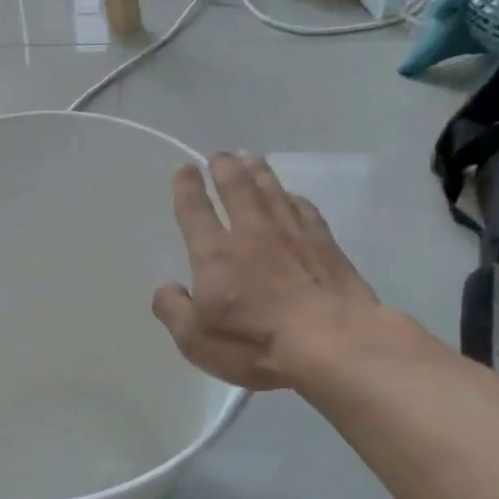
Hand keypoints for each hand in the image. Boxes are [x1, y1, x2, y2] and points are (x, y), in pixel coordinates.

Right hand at [151, 154, 382, 391]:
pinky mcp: (325, 245)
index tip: (184, 169)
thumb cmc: (255, 343)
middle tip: (219, 155)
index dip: (187, 187)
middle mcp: (251, 233)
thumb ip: (173, 310)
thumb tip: (166, 288)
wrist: (333, 343)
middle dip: (225, 167)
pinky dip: (294, 198)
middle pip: (236, 187)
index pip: (195, 210)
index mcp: (215, 254)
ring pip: (272, 190)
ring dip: (259, 172)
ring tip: (251, 159)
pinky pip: (304, 209)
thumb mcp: (195, 339)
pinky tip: (293, 197)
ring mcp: (292, 234)